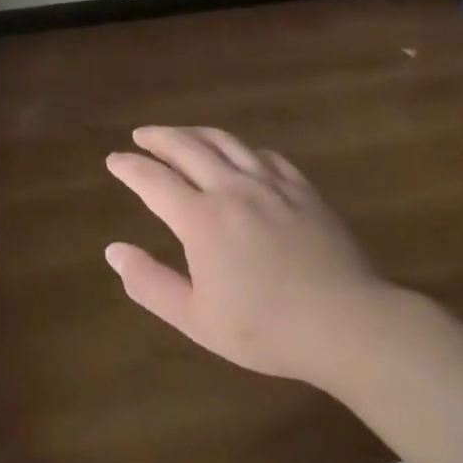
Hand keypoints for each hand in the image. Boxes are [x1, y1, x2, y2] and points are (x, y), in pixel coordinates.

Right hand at [105, 126, 391, 384]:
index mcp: (201, 219)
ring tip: (181, 134)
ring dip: (196, 133)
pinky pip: (265, 156)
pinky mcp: (303, 190)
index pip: (153, 179)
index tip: (114, 160)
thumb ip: (149, 283)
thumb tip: (114, 250)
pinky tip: (240, 155)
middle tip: (141, 135)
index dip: (130, 167)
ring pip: (226, 142)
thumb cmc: (266, 329)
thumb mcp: (196, 319)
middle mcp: (232, 189)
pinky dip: (242, 149)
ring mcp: (271, 185)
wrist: (348, 325)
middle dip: (158, 138)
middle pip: (187, 147)